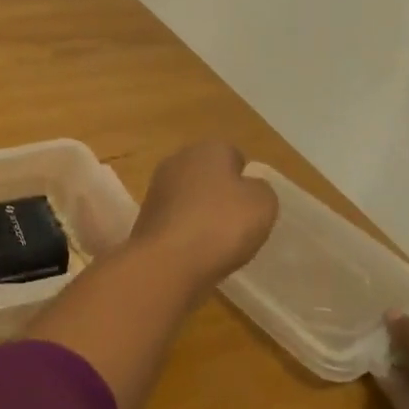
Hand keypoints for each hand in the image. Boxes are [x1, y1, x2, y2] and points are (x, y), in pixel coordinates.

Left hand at [128, 142, 277, 292]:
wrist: (168, 260)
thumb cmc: (222, 224)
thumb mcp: (263, 204)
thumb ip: (260, 189)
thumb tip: (247, 187)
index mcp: (208, 148)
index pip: (233, 156)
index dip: (245, 181)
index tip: (251, 207)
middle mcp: (178, 159)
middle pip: (209, 175)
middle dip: (221, 196)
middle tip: (237, 225)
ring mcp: (158, 186)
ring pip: (190, 196)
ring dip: (202, 214)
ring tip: (217, 243)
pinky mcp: (146, 213)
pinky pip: (176, 218)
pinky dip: (186, 231)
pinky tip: (195, 251)